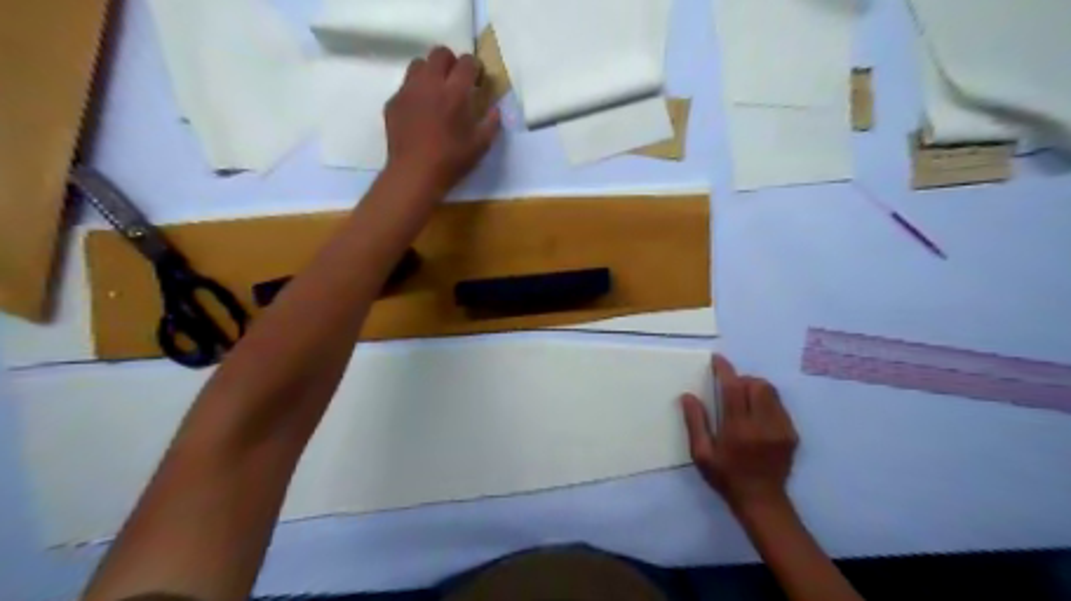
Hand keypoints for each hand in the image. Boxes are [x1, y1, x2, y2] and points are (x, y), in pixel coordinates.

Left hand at [386, 44, 502, 199]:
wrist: (414, 174)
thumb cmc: (451, 161)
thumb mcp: (480, 146)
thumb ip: (491, 123)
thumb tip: (495, 110)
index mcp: (455, 92)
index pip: (467, 62)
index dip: (475, 68)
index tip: (478, 81)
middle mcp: (430, 83)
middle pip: (440, 53)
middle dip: (451, 63)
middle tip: (457, 82)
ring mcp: (408, 91)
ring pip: (419, 64)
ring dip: (430, 72)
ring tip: (436, 93)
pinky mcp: (393, 102)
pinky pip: (405, 87)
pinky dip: (415, 92)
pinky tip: (420, 112)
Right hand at [682, 355, 798, 513]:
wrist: (761, 501)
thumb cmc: (726, 477)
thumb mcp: (702, 454)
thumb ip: (695, 423)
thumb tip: (688, 396)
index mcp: (738, 429)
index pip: (733, 388)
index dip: (725, 370)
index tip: (717, 359)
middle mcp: (762, 425)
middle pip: (757, 385)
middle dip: (742, 380)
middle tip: (730, 389)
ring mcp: (781, 429)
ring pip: (771, 392)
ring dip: (755, 389)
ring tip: (744, 401)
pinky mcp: (791, 434)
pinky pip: (779, 406)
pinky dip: (766, 402)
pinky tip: (757, 417)